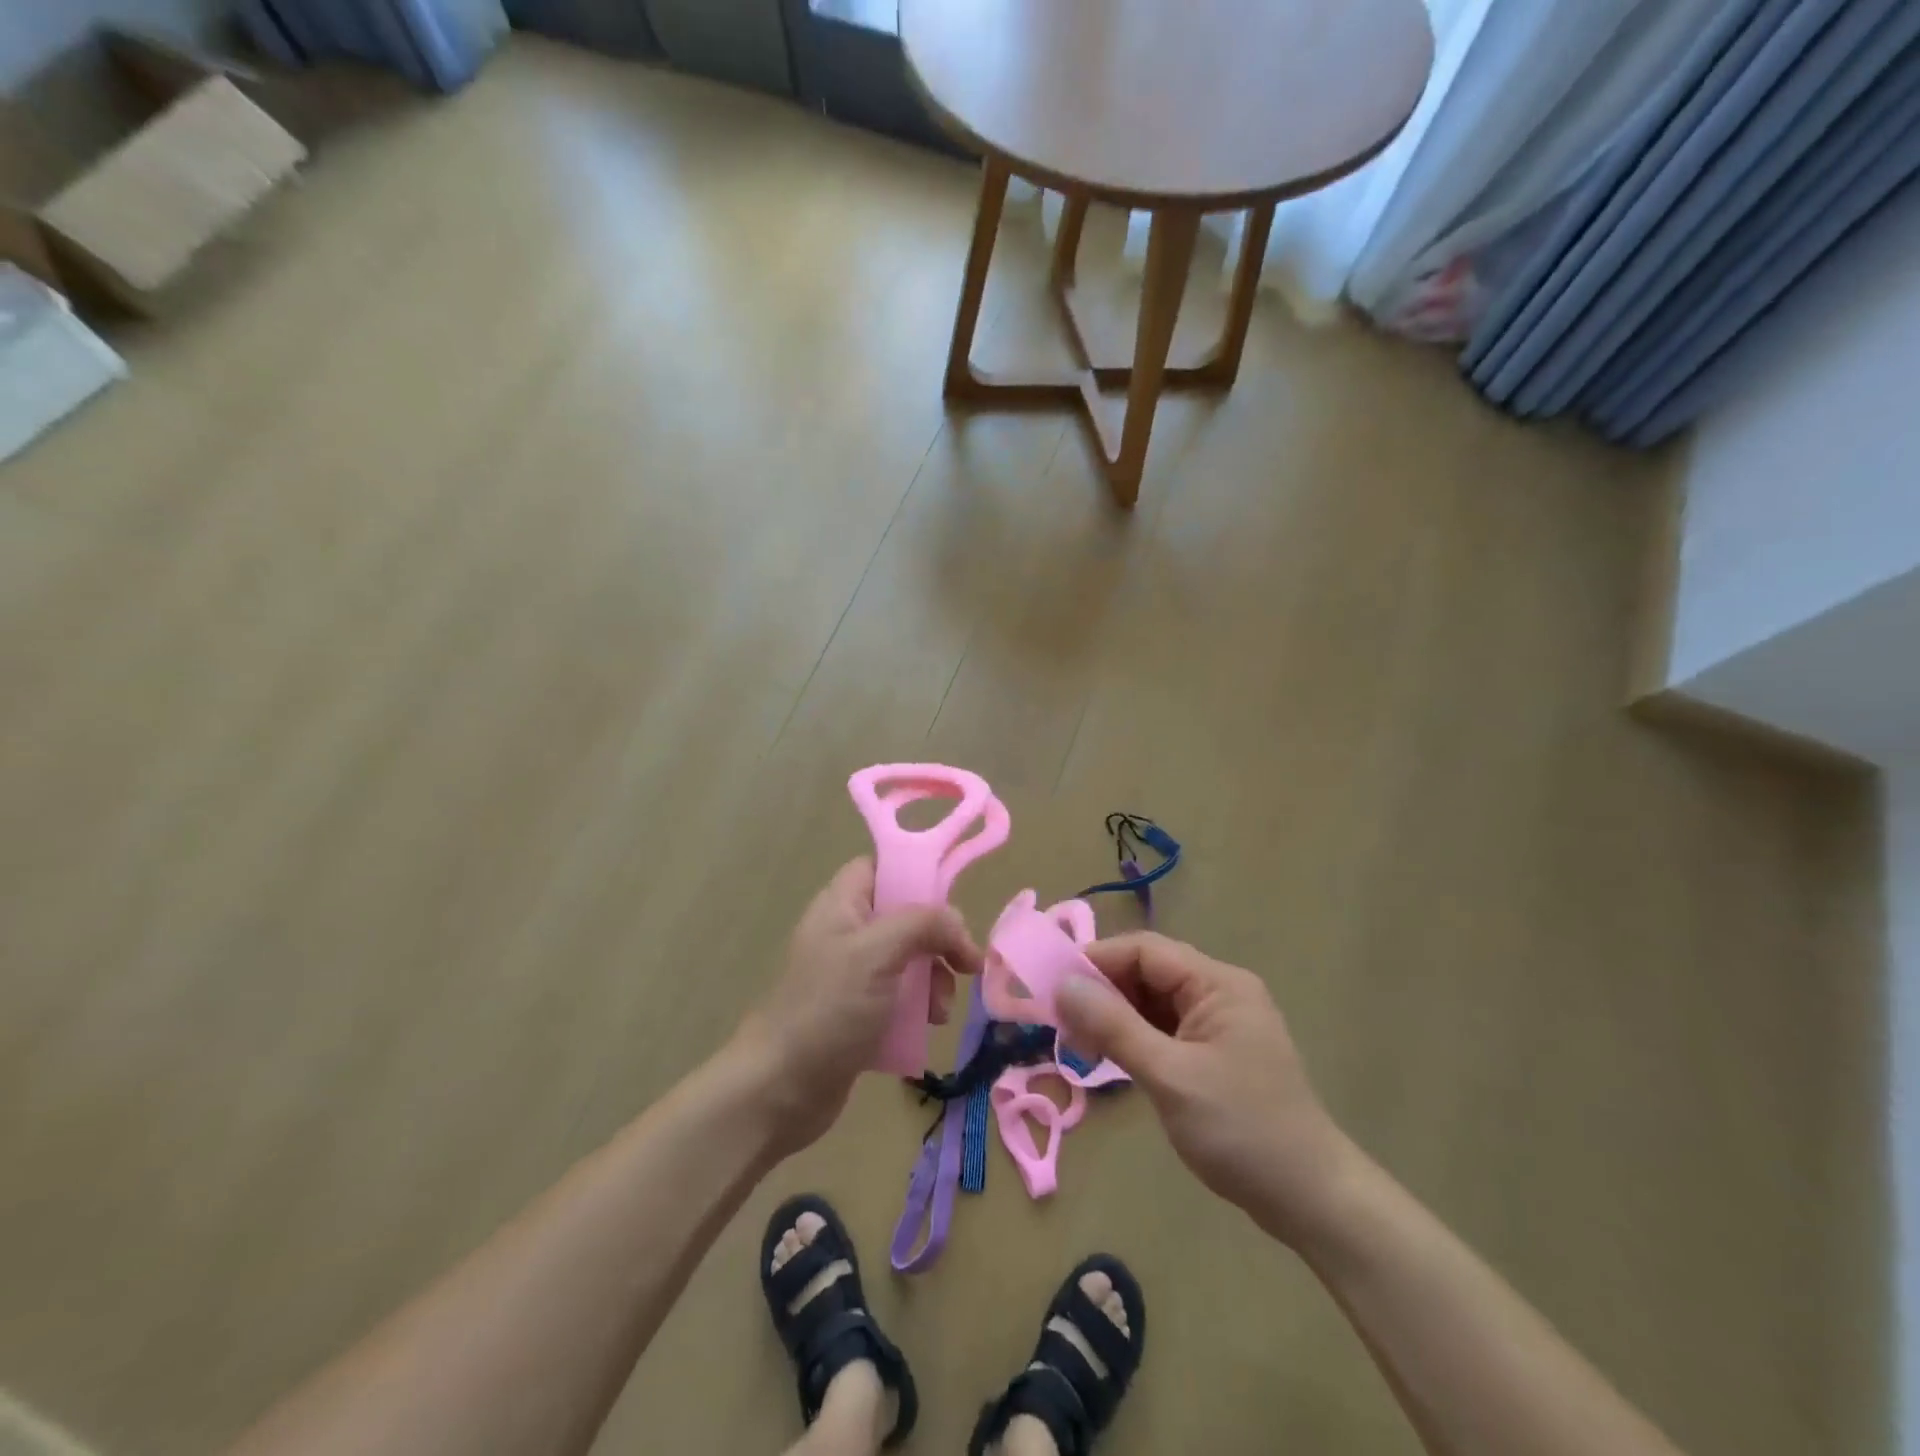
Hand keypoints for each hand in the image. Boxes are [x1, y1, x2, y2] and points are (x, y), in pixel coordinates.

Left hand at [736, 858, 981, 1151]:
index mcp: (841, 905)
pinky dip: (919, 1008)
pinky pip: (900, 998)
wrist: (779, 1090)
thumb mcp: (877, 953)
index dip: (915, 876)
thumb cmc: (827, 1009)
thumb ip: (923, 924)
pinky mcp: (858, 1015)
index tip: (948, 902)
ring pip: (908, 960)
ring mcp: (851, 977)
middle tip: (962, 965)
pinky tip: (928, 1027)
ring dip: (933, 980)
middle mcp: (846, 933)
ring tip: (940, 1010)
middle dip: (937, 940)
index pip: (880, 868)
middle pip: (904, 917)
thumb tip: (958, 924)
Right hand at [1056, 932, 1352, 1246]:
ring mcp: (1219, 1024)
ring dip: (1115, 1016)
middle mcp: (1219, 992)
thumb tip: (1062, 985)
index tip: (1053, 985)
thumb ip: (1114, 1027)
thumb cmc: (1242, 1131)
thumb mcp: (1169, 1076)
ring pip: (1152, 1002)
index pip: (1145, 951)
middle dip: (1103, 991)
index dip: (1097, 961)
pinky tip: (1109, 1058)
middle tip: (1061, 1021)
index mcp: (1218, 983)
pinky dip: (1134, 1038)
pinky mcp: (1214, 1053)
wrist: (1312, 1201)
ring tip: (1078, 1042)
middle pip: (1148, 972)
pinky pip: (1164, 1029)